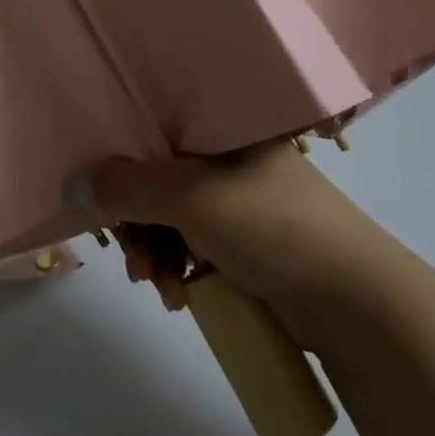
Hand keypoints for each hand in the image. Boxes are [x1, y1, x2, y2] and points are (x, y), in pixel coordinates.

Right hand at [93, 142, 377, 345]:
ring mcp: (243, 201)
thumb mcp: (188, 197)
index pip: (154, 127)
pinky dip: (179, 267)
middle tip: (132, 258)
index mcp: (224, 126)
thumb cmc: (271, 227)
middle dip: (137, 220)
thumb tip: (73, 185)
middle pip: (159, 176)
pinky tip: (178, 296)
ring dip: (155, 250)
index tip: (102, 194)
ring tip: (157, 285)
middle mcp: (232, 156)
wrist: (361, 308)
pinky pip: (196, 245)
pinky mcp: (251, 243)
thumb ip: (124, 187)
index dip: (121, 156)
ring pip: (174, 215)